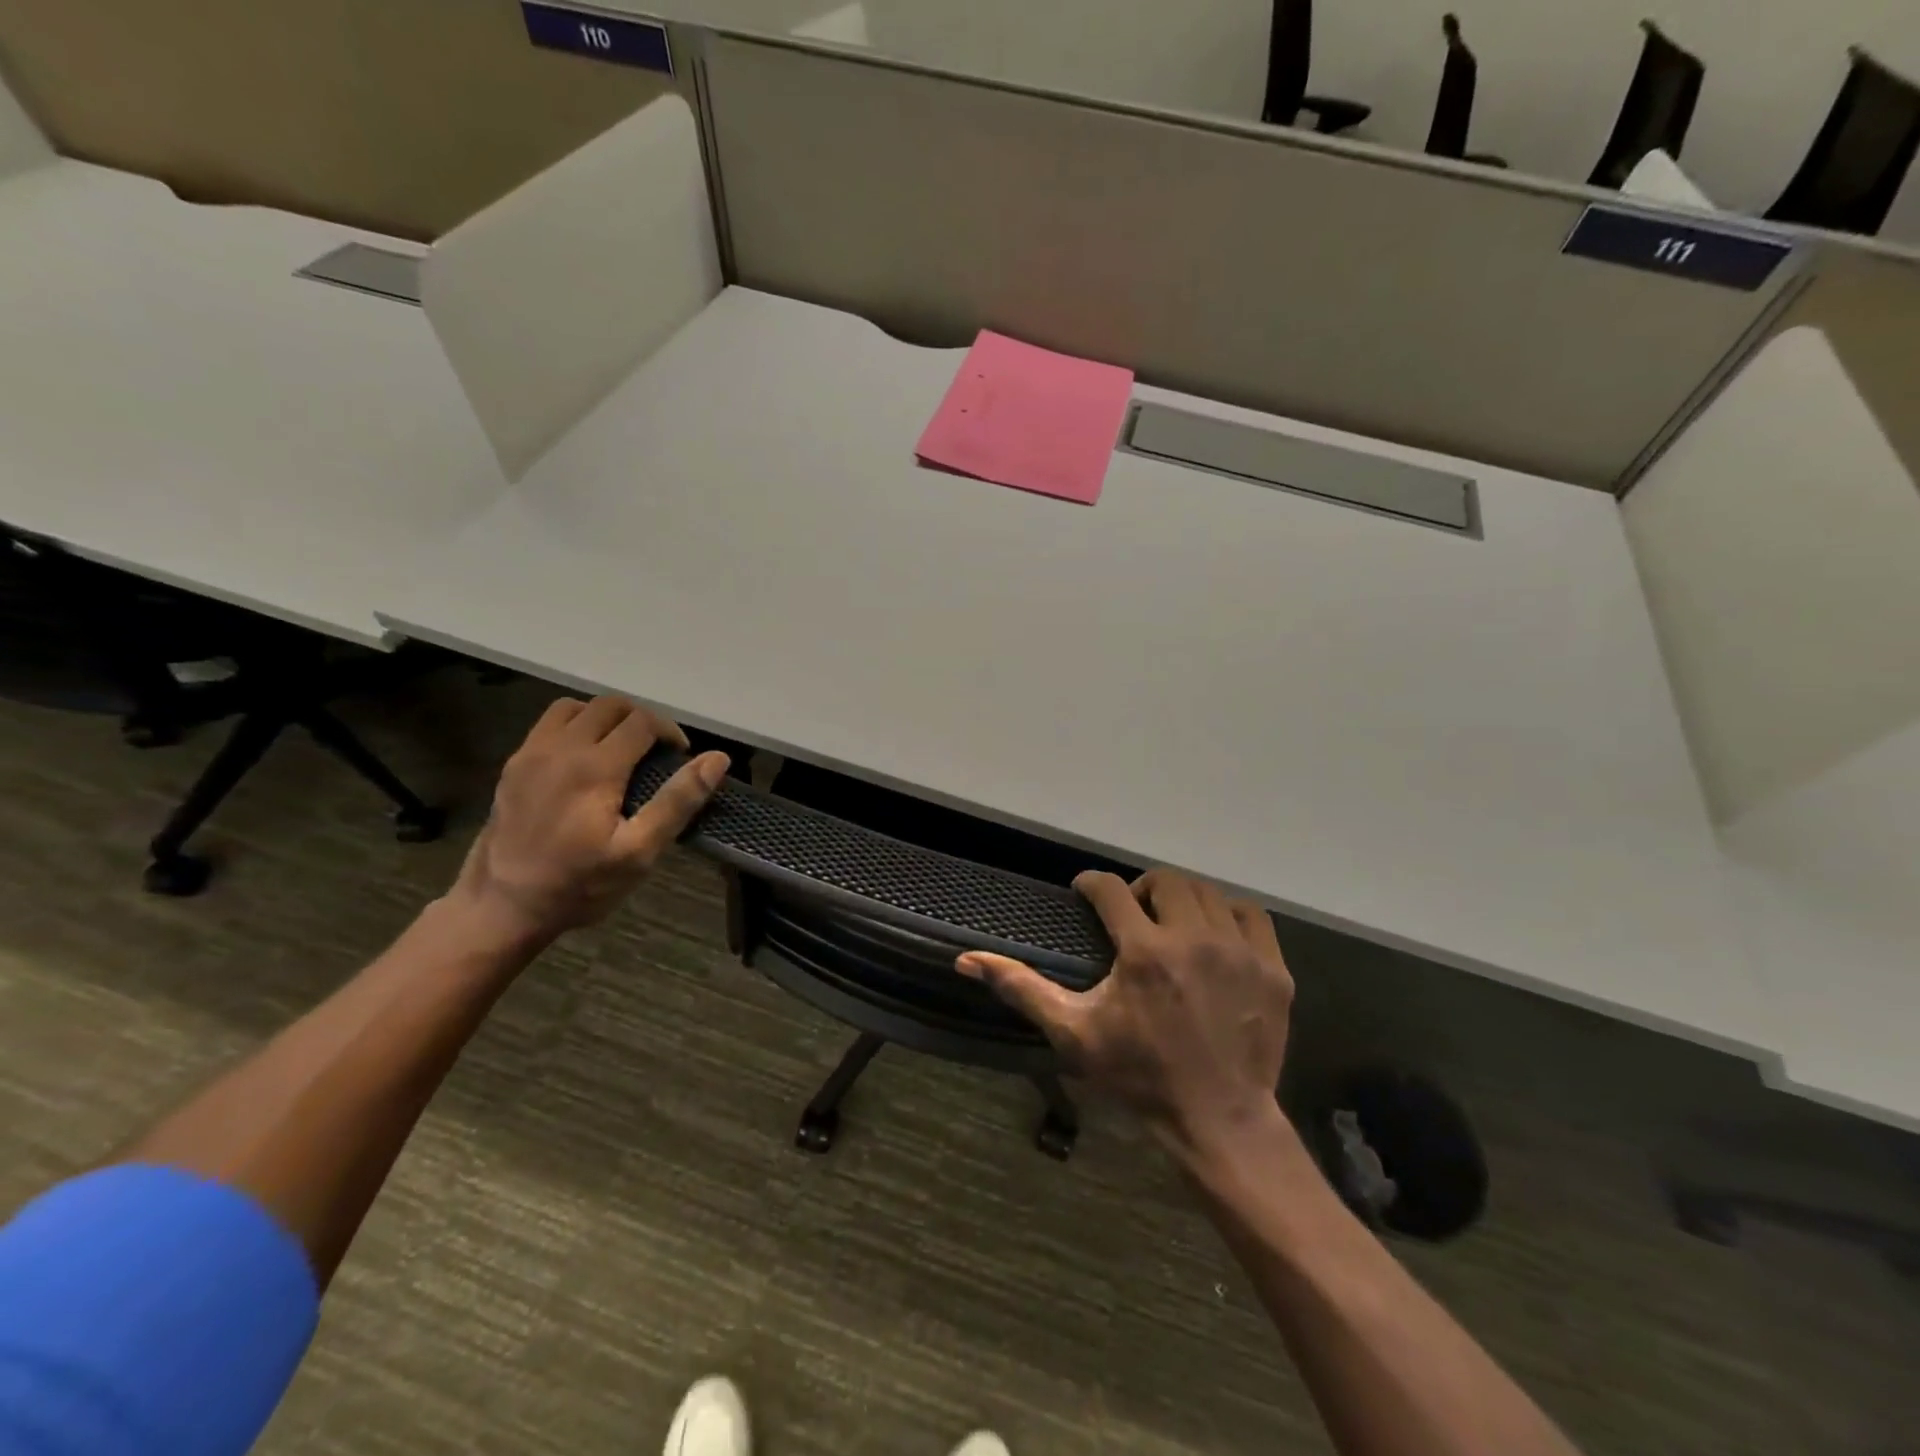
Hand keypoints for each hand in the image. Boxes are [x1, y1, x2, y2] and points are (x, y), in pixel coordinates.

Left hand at [450, 696, 728, 945]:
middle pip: (609, 705)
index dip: (670, 732)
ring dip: (605, 718)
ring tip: (620, 749)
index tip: (680, 758)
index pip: (642, 721)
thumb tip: (717, 759)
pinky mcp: (513, 766)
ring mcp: (530, 754)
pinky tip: (584, 761)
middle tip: (655, 753)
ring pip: (575, 707)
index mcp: (595, 766)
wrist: (502, 907)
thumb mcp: (639, 851)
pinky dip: (575, 727)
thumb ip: (678, 801)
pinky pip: (548, 725)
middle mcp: (560, 748)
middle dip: (641, 720)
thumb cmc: (579, 884)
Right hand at [958, 868, 1291, 1152]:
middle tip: (1130, 912)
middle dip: (1140, 888)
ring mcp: (1240, 952)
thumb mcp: (1073, 1034)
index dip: (1091, 884)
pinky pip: (1250, 915)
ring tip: (1170, 922)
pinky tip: (1215, 935)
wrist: (1218, 1120)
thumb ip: (1022, 990)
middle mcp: (1194, 939)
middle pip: (1164, 880)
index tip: (1083, 892)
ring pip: (1208, 893)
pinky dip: (1228, 914)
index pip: (1111, 888)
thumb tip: (966, 960)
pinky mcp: (1273, 969)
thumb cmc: (1138, 1076)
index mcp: (1144, 951)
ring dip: (1182, 899)